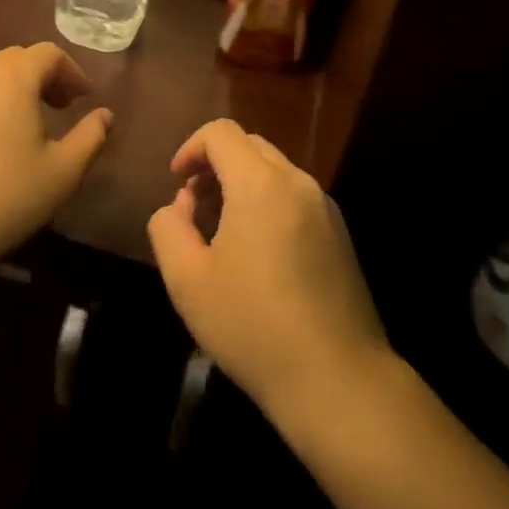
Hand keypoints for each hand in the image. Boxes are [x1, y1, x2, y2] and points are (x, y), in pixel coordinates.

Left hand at [0, 44, 110, 285]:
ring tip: (21, 126)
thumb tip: (104, 115)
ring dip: (10, 90)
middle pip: (15, 59)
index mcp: (12, 81)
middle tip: (58, 107)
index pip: (48, 54)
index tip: (83, 99)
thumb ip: (91, 137)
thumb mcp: (63, 173)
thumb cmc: (4, 200)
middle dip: (42, 76)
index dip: (72, 71)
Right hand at [147, 119, 391, 417]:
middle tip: (194, 206)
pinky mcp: (340, 232)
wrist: (337, 377)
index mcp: (260, 183)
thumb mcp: (187, 281)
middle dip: (215, 164)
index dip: (191, 147)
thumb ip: (169, 228)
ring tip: (222, 231)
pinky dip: (268, 200)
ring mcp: (324, 205)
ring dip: (242, 183)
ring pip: (274, 169)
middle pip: (250, 145)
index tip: (176, 182)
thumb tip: (181, 204)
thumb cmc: (253, 326)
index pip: (221, 132)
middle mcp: (297, 181)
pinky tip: (258, 252)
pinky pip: (295, 195)